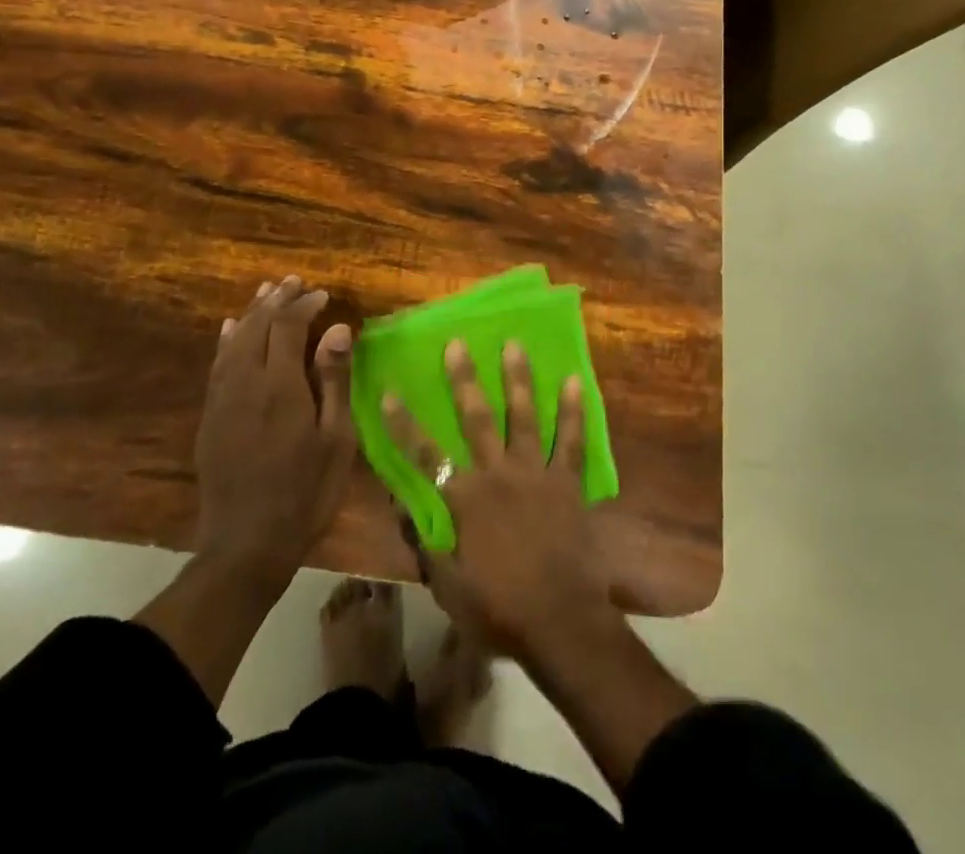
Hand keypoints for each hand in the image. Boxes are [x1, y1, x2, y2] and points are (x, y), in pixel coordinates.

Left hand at [192, 275, 354, 578]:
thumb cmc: (305, 492)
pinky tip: (229, 329)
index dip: (304, 305)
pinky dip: (226, 340)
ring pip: (233, 341)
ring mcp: (222, 400)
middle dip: (276, 300)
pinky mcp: (210, 417)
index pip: (288, 327)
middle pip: (257, 327)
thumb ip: (334, 380)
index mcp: (280, 386)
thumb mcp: (335, 439)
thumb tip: (338, 329)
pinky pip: (216, 365)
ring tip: (266, 292)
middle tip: (295, 282)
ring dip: (250, 313)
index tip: (323, 296)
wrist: (246, 544)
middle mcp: (246, 383)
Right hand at [383, 340, 614, 659]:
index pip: (425, 455)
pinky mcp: (566, 481)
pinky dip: (573, 410)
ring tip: (513, 344)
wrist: (561, 622)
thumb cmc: (499, 609)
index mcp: (465, 500)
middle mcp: (497, 474)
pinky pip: (570, 439)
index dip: (404, 424)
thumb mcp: (448, 586)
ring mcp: (534, 473)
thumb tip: (401, 506)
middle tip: (458, 343)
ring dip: (517, 378)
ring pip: (523, 416)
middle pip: (476, 418)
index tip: (389, 392)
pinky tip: (575, 380)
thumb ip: (425, 542)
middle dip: (463, 379)